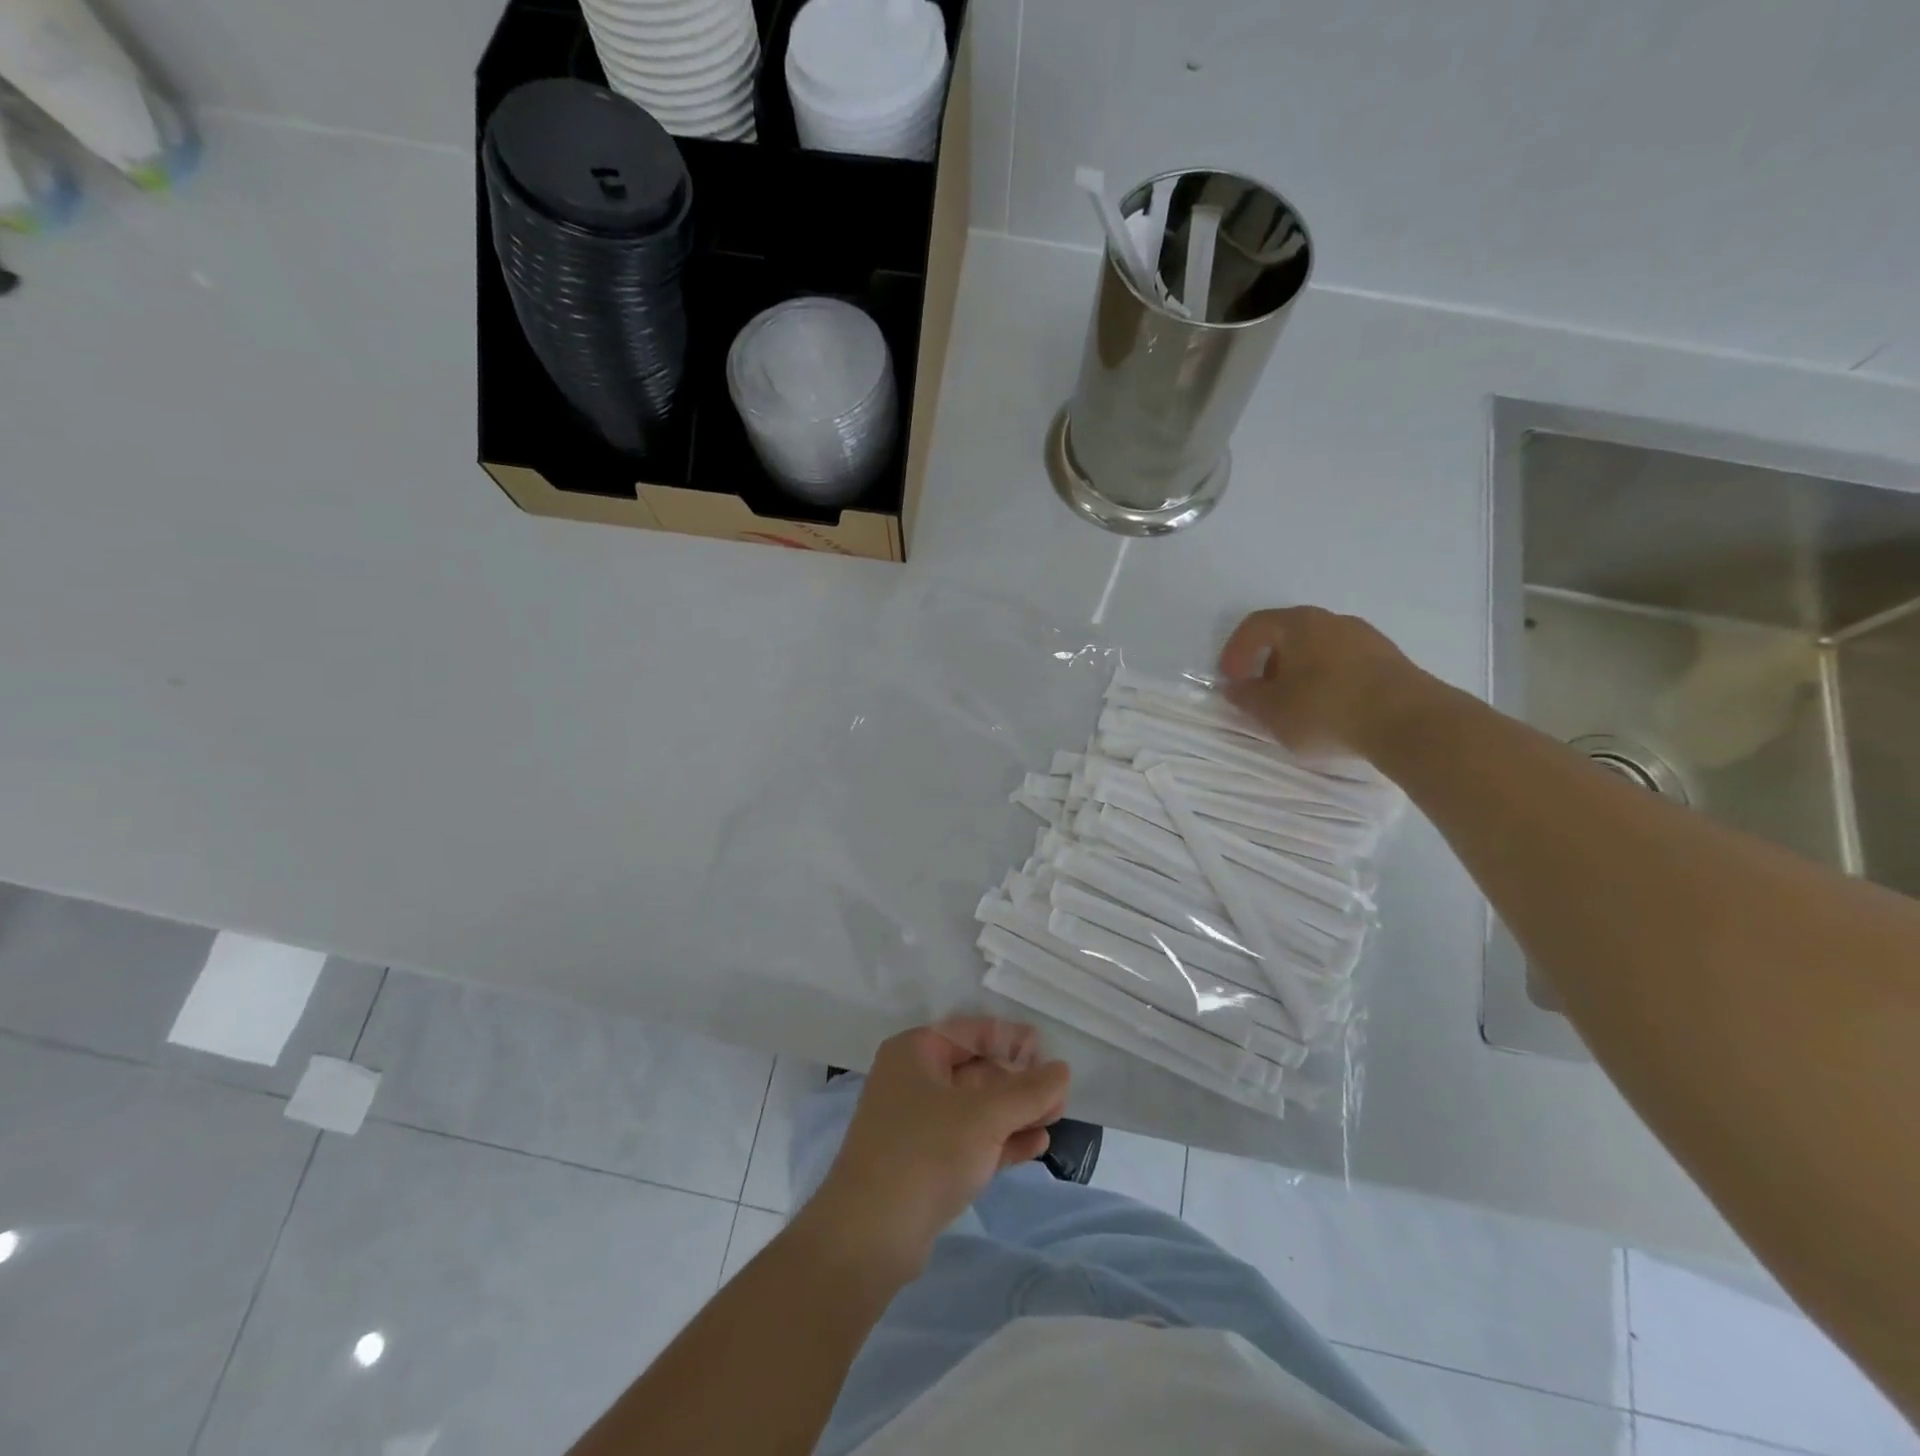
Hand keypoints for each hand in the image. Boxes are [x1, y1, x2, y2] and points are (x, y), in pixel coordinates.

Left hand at [799, 1019, 1068, 1280]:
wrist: (869, 1237)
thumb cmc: (925, 1153)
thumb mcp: (985, 1116)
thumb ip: (1028, 1091)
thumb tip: (1062, 1069)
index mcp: (915, 1051)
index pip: (970, 1031)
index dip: (1010, 1038)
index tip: (1046, 1051)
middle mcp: (913, 1080)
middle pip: (975, 1069)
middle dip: (1019, 1081)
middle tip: (1060, 1092)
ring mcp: (917, 1124)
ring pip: (976, 1108)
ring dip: (1015, 1112)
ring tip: (1057, 1117)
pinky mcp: (925, 1163)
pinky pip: (970, 1140)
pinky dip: (1002, 1140)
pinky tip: (1038, 1144)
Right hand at [1217, 606, 1428, 757]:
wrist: (1408, 721)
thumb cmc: (1325, 709)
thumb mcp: (1272, 711)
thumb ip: (1246, 698)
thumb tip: (1235, 687)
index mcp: (1298, 624)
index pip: (1256, 625)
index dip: (1236, 651)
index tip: (1231, 680)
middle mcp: (1332, 620)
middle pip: (1289, 635)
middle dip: (1269, 664)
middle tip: (1262, 694)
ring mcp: (1366, 638)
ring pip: (1319, 650)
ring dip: (1300, 674)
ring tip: (1297, 707)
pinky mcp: (1390, 660)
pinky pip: (1346, 664)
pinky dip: (1329, 681)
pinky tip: (1331, 710)